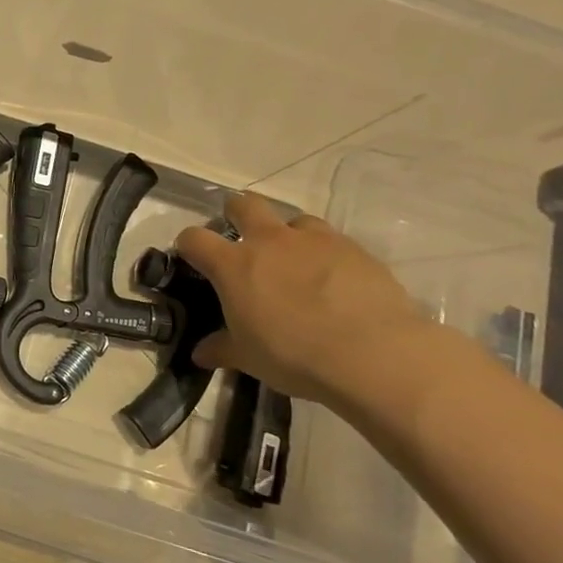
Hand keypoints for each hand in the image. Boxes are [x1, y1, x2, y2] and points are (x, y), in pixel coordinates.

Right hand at [175, 191, 431, 405]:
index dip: (188, 246)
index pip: (194, 238)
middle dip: (237, 214)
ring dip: (288, 235)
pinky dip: (325, 254)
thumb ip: (221, 348)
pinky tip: (334, 281)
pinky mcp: (354, 249)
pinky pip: (332, 241)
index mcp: (233, 265)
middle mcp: (270, 241)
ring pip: (293, 220)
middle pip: (244, 204)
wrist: (374, 355)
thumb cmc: (294, 355)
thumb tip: (200, 353)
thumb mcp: (248, 358)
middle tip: (242, 241)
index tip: (192, 259)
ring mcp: (315, 240)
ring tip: (296, 264)